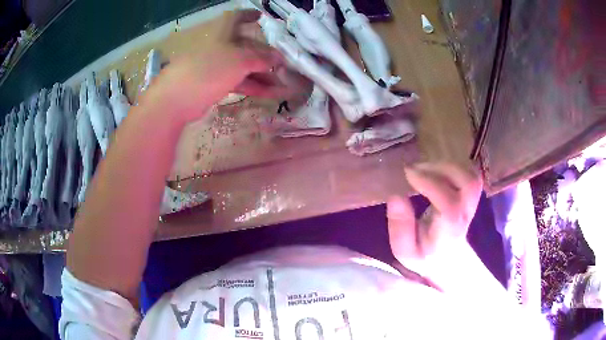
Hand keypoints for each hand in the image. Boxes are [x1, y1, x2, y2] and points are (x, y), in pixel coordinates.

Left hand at [140, 9, 294, 123]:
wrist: (177, 99)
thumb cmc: (208, 69)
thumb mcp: (239, 59)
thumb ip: (261, 58)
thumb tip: (278, 58)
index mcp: (222, 33)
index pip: (236, 17)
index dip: (248, 15)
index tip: (262, 17)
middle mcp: (219, 46)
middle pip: (245, 45)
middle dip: (265, 54)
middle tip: (283, 64)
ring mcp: (215, 66)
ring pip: (243, 66)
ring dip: (262, 74)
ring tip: (282, 84)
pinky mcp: (213, 84)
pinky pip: (237, 81)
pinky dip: (253, 86)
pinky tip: (269, 94)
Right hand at [387, 162, 481, 285]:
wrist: (449, 260)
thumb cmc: (425, 256)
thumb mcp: (405, 251)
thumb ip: (400, 228)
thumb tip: (396, 196)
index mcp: (449, 231)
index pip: (449, 205)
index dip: (431, 184)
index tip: (408, 173)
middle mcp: (465, 214)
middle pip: (468, 183)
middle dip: (441, 168)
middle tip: (416, 168)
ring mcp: (472, 203)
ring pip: (471, 174)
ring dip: (447, 164)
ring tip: (425, 167)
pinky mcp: (472, 194)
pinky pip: (471, 172)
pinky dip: (455, 164)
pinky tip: (438, 168)